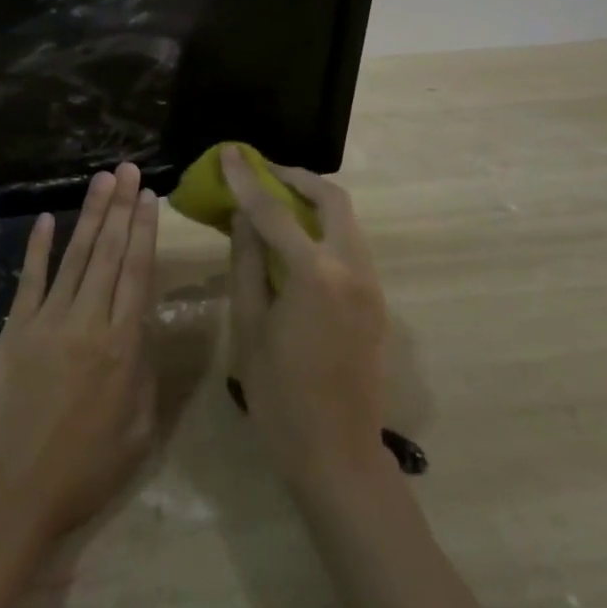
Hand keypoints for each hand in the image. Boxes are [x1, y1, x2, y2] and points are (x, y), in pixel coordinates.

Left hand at [0, 163, 159, 544]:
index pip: (138, 273)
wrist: (11, 490)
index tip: (149, 197)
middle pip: (109, 254)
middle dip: (121, 208)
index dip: (144, 232)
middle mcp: (89, 321)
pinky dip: (39, 248)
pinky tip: (46, 220)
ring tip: (102, 181)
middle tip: (128, 169)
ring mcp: (49, 320)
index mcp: (124, 346)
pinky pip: (31, 279)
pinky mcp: (16, 327)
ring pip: (75, 256)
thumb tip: (147, 329)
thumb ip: (146, 373)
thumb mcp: (137, 431)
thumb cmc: (83, 471)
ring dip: (90, 216)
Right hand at [222, 148, 391, 489]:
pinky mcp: (376, 301)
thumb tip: (240, 218)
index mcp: (315, 275)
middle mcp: (352, 269)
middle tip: (262, 172)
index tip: (230, 152)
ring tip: (275, 200)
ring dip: (312, 202)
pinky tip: (296, 240)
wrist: (338, 455)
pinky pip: (350, 245)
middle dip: (296, 178)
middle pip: (332, 200)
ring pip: (346, 221)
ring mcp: (371, 285)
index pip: (274, 212)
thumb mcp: (250, 326)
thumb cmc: (280, 395)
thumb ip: (246, 264)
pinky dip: (324, 228)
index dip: (247, 179)